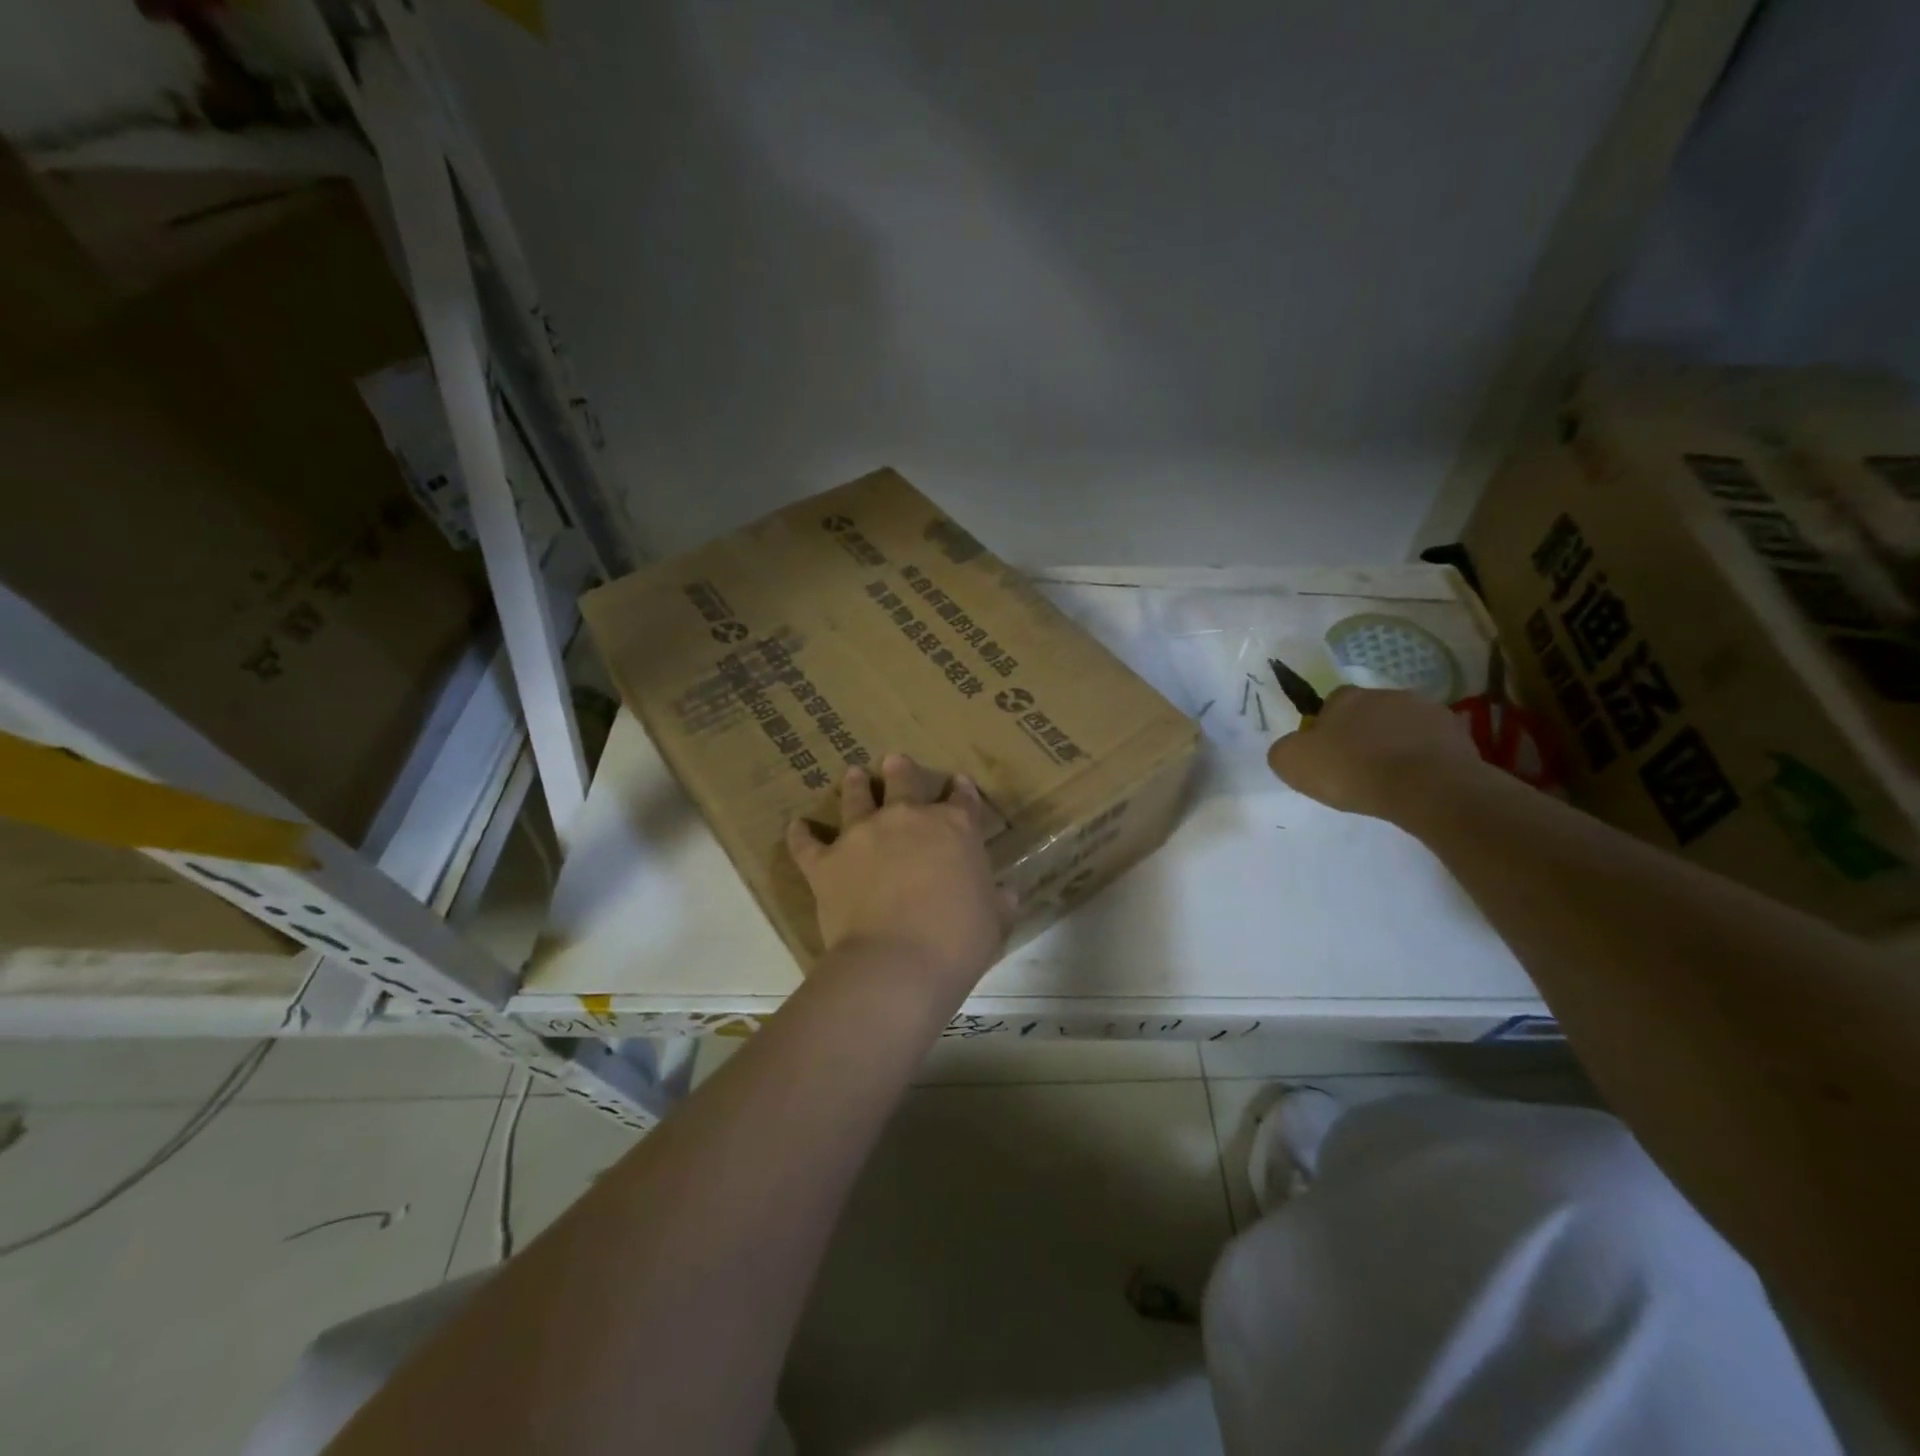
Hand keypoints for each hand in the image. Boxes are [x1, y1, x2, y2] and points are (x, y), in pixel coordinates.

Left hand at [786, 754, 1014, 995]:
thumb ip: (999, 902)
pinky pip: (807, 843)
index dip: (962, 790)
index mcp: (954, 828)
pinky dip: (801, 834)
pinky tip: (798, 826)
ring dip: (856, 785)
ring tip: (853, 774)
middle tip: (895, 761)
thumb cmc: (958, 941)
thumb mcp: (995, 922)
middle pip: (903, 782)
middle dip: (901, 771)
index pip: (963, 800)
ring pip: (856, 798)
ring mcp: (862, 835)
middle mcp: (907, 819)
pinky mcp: (826, 862)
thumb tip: (1007, 895)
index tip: (959, 783)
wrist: (898, 962)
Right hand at [1266, 686, 1489, 824]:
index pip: (1330, 704)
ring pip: (1401, 726)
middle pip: (1367, 713)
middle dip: (1363, 734)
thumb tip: (1293, 747)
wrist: (1426, 788)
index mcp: (1346, 697)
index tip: (1327, 756)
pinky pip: (1431, 744)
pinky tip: (1417, 781)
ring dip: (1395, 744)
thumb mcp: (1292, 763)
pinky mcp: (1458, 733)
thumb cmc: (1352, 771)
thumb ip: (1284, 750)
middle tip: (1358, 767)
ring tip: (1391, 777)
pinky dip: (1423, 757)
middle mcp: (1386, 694)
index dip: (1326, 729)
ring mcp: (1426, 710)